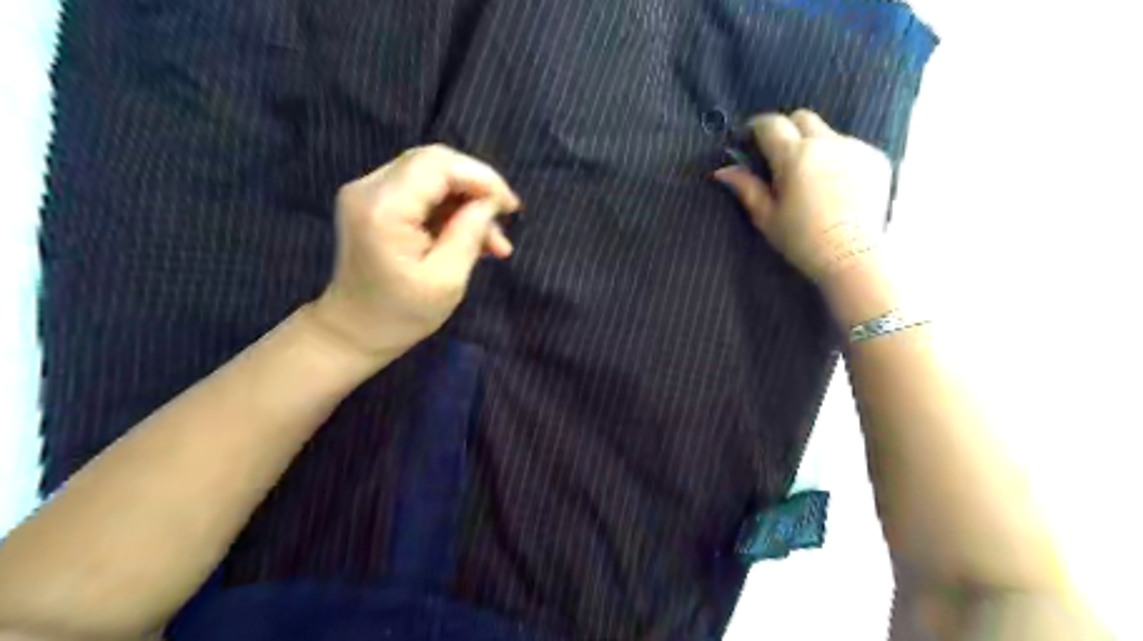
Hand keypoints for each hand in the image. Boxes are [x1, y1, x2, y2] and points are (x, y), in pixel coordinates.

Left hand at [304, 145, 517, 363]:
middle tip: (505, 217)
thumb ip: (470, 232)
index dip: (481, 177)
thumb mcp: (447, 279)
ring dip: (467, 201)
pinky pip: (421, 191)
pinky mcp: (375, 203)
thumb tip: (490, 202)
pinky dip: (450, 209)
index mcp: (385, 209)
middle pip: (434, 162)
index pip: (438, 165)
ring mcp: (368, 193)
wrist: (355, 330)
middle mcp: (369, 189)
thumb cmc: (402, 314)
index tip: (510, 206)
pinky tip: (472, 236)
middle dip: (476, 186)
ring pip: (431, 176)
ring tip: (493, 241)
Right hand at [713, 109, 892, 282]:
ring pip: (827, 133)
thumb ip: (746, 187)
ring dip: (814, 146)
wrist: (852, 256)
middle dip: (787, 130)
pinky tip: (835, 186)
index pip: (771, 124)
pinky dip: (837, 158)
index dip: (757, 128)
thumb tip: (722, 170)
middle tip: (780, 157)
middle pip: (802, 118)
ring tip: (811, 178)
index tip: (750, 140)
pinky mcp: (876, 158)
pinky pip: (850, 147)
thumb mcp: (767, 217)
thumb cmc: (802, 240)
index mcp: (796, 157)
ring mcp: (855, 148)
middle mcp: (827, 143)